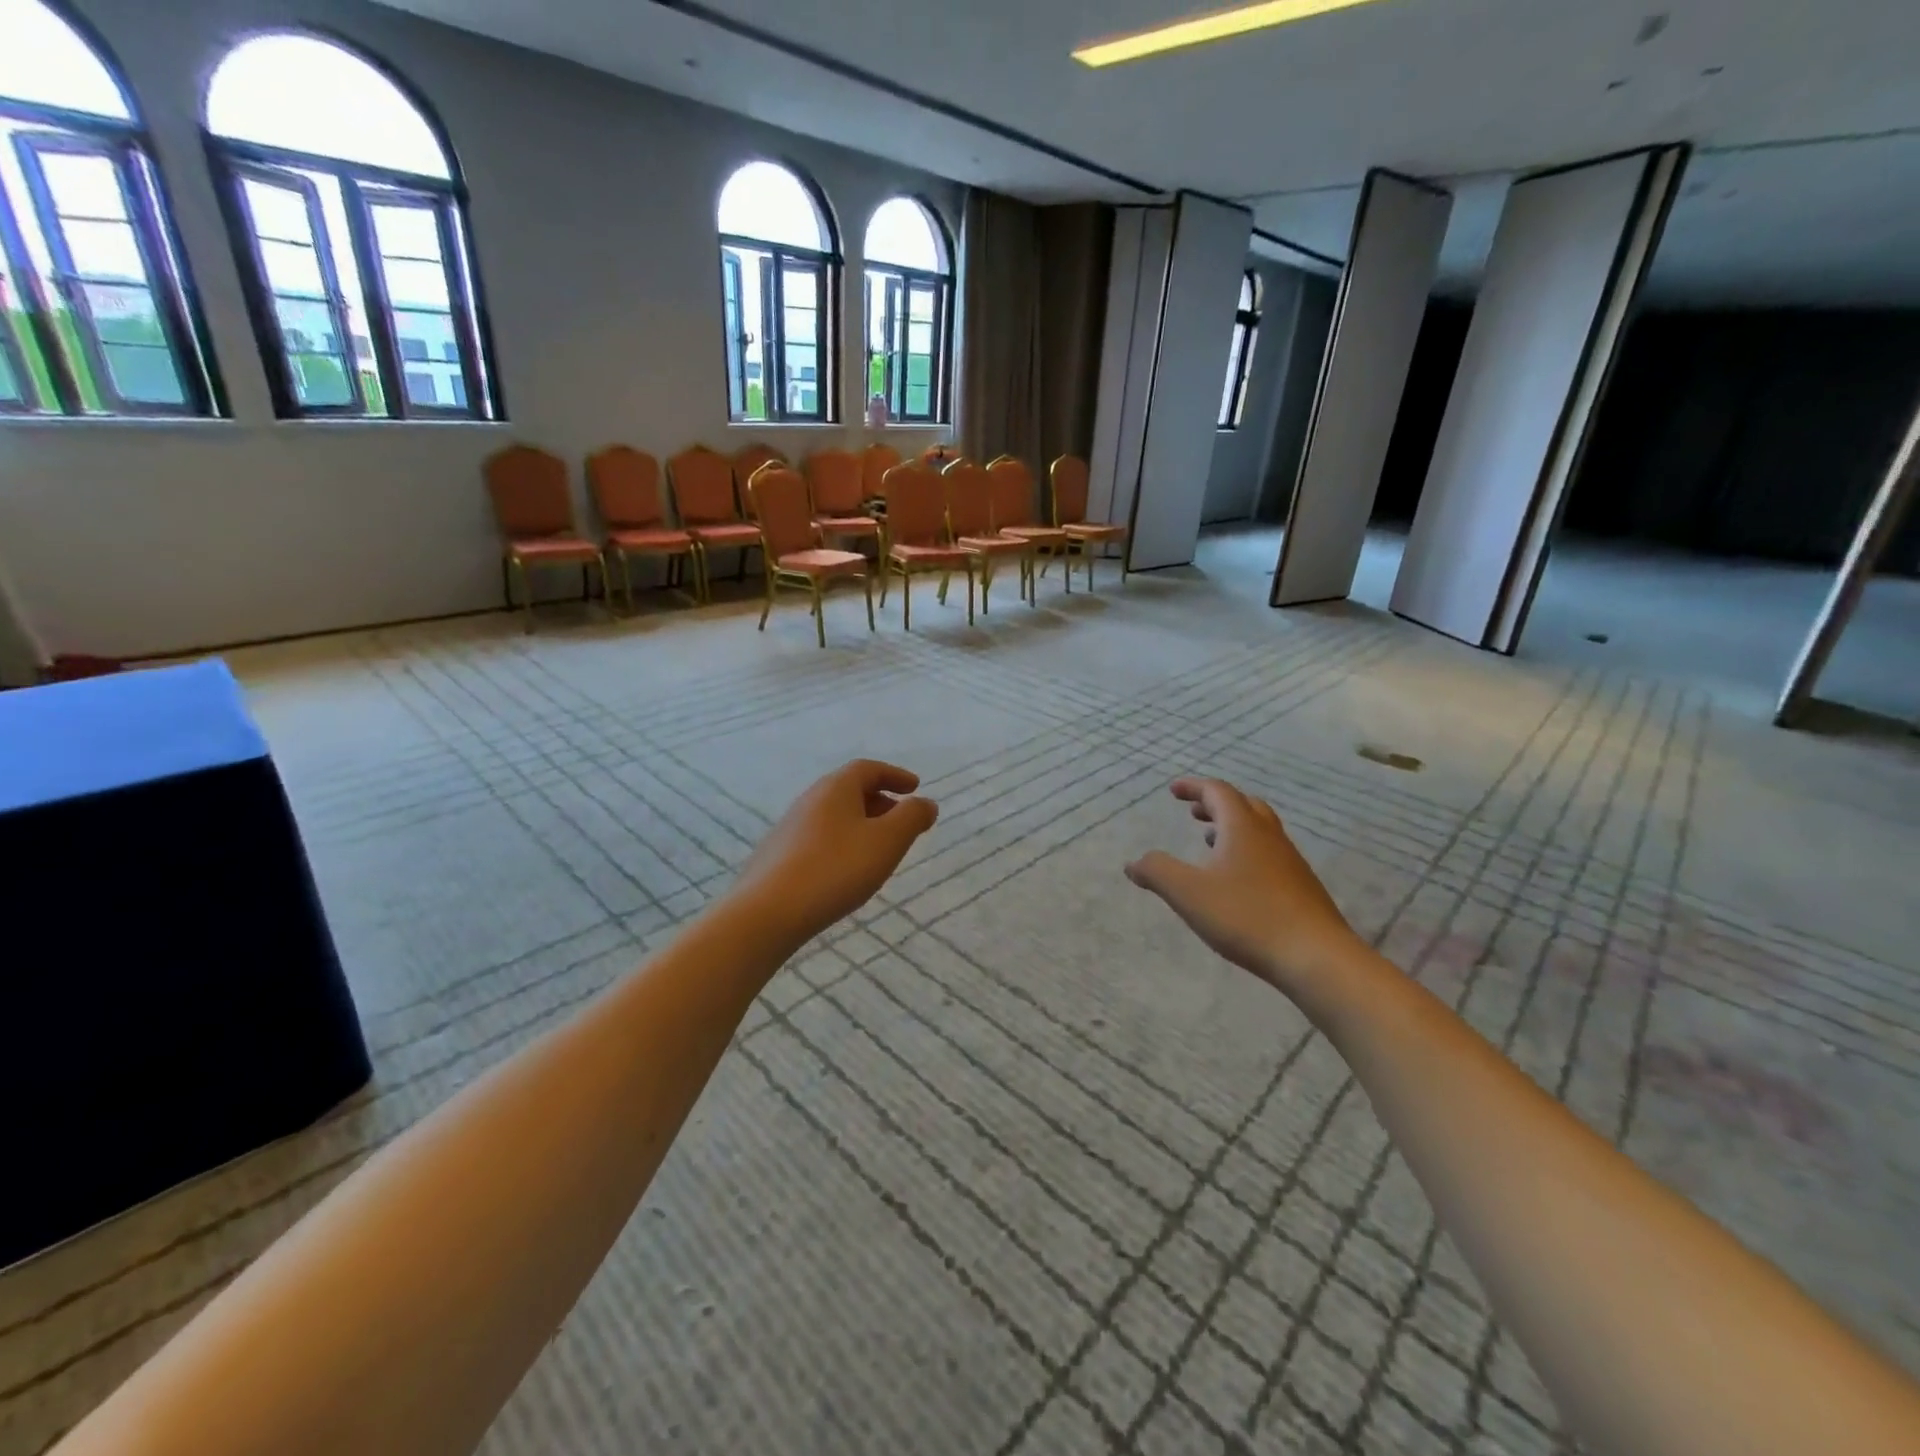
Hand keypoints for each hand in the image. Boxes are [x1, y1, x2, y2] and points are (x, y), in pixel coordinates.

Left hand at [733, 760, 937, 948]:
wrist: (768, 912)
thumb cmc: (836, 869)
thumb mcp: (887, 841)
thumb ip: (912, 818)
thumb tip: (925, 803)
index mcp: (836, 788)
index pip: (868, 768)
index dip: (895, 775)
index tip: (914, 787)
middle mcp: (810, 799)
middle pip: (849, 790)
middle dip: (880, 801)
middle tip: (901, 821)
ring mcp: (790, 827)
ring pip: (834, 815)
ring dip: (860, 824)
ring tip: (878, 849)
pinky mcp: (778, 855)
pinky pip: (819, 838)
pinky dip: (841, 843)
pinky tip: (846, 870)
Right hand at [1126, 778, 1363, 995]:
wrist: (1316, 956)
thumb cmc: (1247, 916)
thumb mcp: (1188, 893)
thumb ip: (1157, 872)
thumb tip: (1133, 863)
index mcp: (1242, 828)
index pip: (1218, 791)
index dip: (1194, 787)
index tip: (1173, 791)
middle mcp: (1269, 836)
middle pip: (1244, 805)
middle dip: (1216, 804)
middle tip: (1194, 812)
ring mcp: (1289, 862)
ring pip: (1259, 830)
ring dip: (1232, 828)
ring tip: (1210, 843)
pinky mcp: (1301, 888)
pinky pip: (1269, 855)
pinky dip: (1247, 852)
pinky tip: (1237, 881)